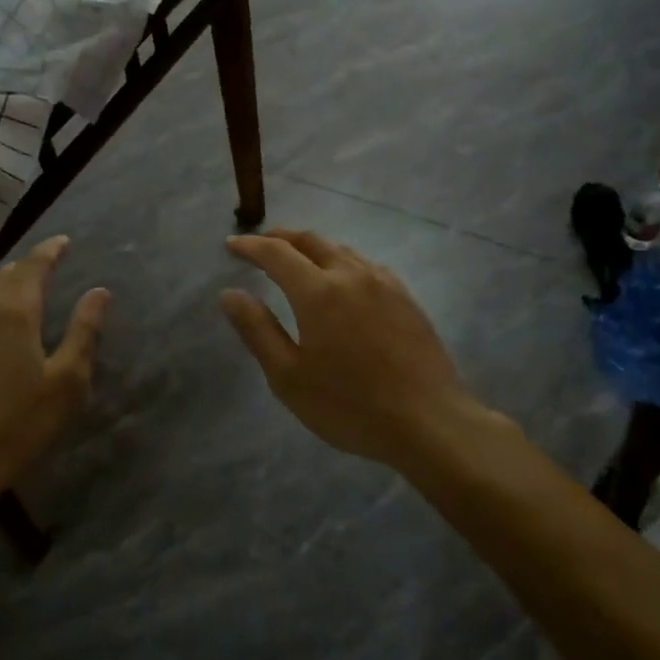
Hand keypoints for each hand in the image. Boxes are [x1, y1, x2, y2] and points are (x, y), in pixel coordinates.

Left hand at [0, 236, 108, 521]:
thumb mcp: (65, 383)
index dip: (51, 250)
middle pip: (4, 275)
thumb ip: (84, 331)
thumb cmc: (15, 426)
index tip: (64, 240)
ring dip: (2, 288)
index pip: (34, 265)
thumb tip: (99, 292)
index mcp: (12, 311)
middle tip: (45, 266)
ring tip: (18, 293)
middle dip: (27, 267)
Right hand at [219, 230, 484, 468]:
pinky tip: (341, 280)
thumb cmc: (349, 405)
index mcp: (318, 291)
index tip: (231, 246)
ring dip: (312, 247)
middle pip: (310, 241)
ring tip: (296, 260)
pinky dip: (341, 261)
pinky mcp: (406, 297)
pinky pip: (365, 265)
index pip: (276, 253)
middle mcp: (351, 275)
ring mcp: (384, 283)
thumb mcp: (288, 376)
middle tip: (260, 245)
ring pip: (340, 250)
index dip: (250, 246)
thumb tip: (229, 293)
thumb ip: (257, 330)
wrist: (429, 421)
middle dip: (280, 238)